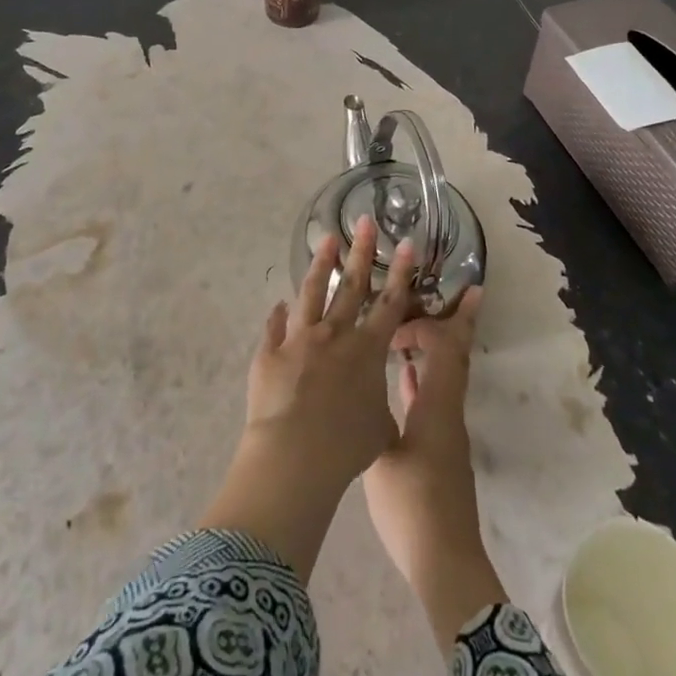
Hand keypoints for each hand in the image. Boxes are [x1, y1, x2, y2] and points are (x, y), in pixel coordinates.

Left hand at [197, 219, 415, 578]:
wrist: (295, 454)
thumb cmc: (346, 446)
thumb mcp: (379, 430)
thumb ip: (379, 408)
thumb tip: (375, 404)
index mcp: (367, 350)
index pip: (390, 303)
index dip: (401, 272)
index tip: (406, 242)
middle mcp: (335, 335)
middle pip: (351, 285)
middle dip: (361, 251)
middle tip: (364, 221)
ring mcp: (299, 339)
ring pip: (312, 293)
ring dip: (320, 265)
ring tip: (326, 240)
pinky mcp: (270, 353)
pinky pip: (274, 327)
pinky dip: (277, 315)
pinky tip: (278, 304)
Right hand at [362, 286, 507, 644]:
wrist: (444, 560)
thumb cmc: (411, 507)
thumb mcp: (381, 458)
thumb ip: (371, 417)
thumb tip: (356, 385)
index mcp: (437, 407)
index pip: (444, 348)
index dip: (428, 324)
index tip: (400, 316)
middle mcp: (448, 411)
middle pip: (457, 356)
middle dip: (457, 321)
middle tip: (457, 292)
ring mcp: (446, 430)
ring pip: (446, 376)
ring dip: (437, 348)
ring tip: (414, 325)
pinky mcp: (439, 448)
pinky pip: (435, 398)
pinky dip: (423, 379)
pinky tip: (403, 376)